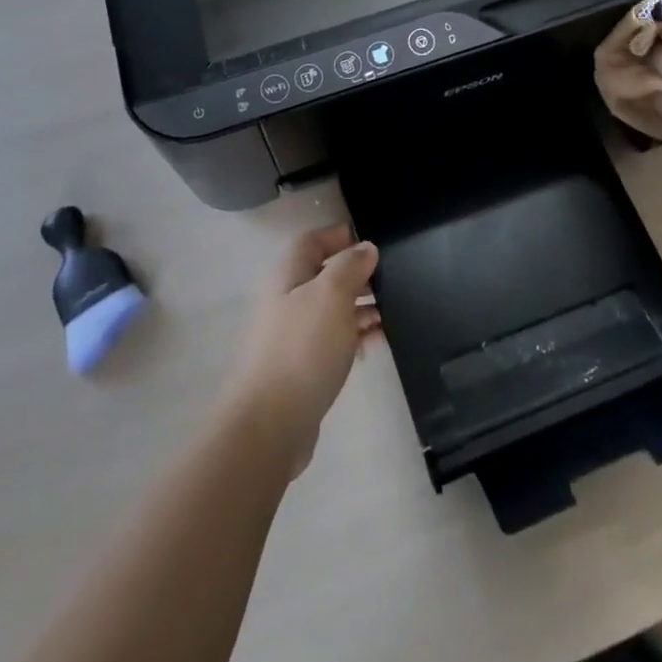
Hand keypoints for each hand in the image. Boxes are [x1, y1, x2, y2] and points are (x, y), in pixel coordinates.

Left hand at [223, 224, 380, 480]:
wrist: (269, 425)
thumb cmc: (302, 348)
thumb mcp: (332, 295)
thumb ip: (350, 266)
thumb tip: (365, 248)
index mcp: (287, 276)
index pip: (312, 241)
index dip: (340, 235)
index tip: (372, 241)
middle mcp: (286, 301)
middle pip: (324, 276)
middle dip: (357, 275)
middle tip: (390, 281)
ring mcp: (291, 337)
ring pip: (331, 310)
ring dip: (360, 308)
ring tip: (392, 314)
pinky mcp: (300, 369)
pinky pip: (332, 342)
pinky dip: (354, 338)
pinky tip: (377, 344)